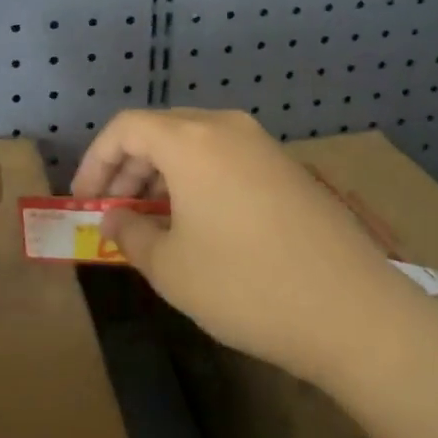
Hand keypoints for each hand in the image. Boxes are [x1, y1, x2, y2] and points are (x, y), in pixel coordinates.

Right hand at [73, 109, 417, 391]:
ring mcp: (262, 144)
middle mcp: (226, 127)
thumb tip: (116, 218)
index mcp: (191, 140)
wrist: (352, 309)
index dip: (96, 160)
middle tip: (113, 213)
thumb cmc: (246, 286)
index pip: (126, 127)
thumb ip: (131, 234)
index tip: (84, 201)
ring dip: (163, 174)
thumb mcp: (172, 268)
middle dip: (128, 167)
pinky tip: (198, 222)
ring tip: (152, 220)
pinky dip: (198, 179)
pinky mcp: (287, 167)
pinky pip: (226, 158)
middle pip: (161, 130)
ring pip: (195, 143)